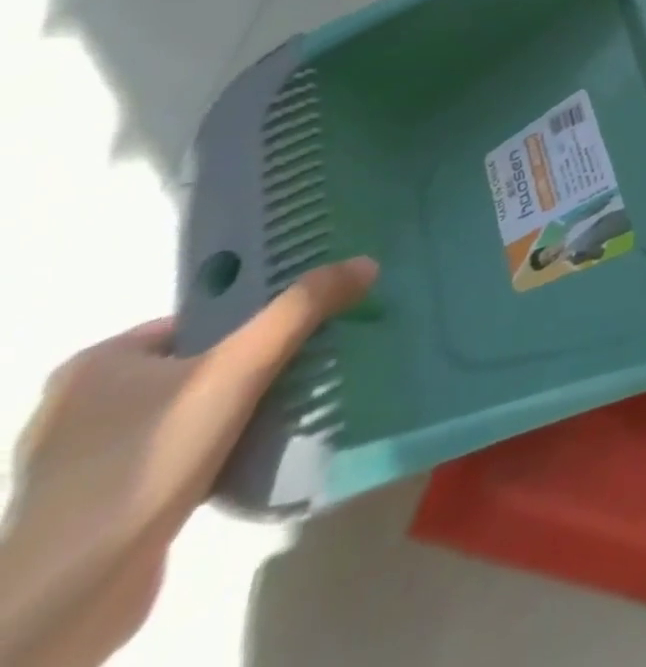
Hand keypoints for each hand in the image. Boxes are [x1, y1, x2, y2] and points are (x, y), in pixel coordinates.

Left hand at [1, 257, 376, 666]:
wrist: (55, 610)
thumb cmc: (137, 469)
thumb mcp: (231, 373)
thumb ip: (300, 311)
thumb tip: (366, 260)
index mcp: (102, 362)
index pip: (201, 314)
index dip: (257, 310)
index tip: (315, 314)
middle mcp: (87, 404)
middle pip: (203, 358)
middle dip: (262, 354)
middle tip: (327, 349)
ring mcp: (91, 462)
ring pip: (197, 406)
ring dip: (248, 401)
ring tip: (308, 395)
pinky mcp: (109, 508)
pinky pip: (187, 450)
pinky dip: (226, 443)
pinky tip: (263, 452)